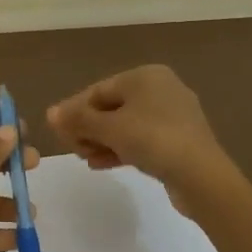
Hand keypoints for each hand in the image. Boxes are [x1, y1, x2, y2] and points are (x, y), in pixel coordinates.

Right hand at [46, 65, 225, 212]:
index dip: (74, 110)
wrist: (201, 175)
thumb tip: (50, 113)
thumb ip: (78, 119)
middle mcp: (161, 88)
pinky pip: (142, 139)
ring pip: (127, 124)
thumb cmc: (152, 139)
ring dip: (102, 140)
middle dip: (88, 127)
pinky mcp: (179, 140)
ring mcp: (173, 115)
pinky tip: (102, 164)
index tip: (57, 131)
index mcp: (146, 76)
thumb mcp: (109, 128)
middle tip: (72, 147)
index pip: (99, 90)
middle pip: (112, 107)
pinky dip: (121, 148)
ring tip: (84, 158)